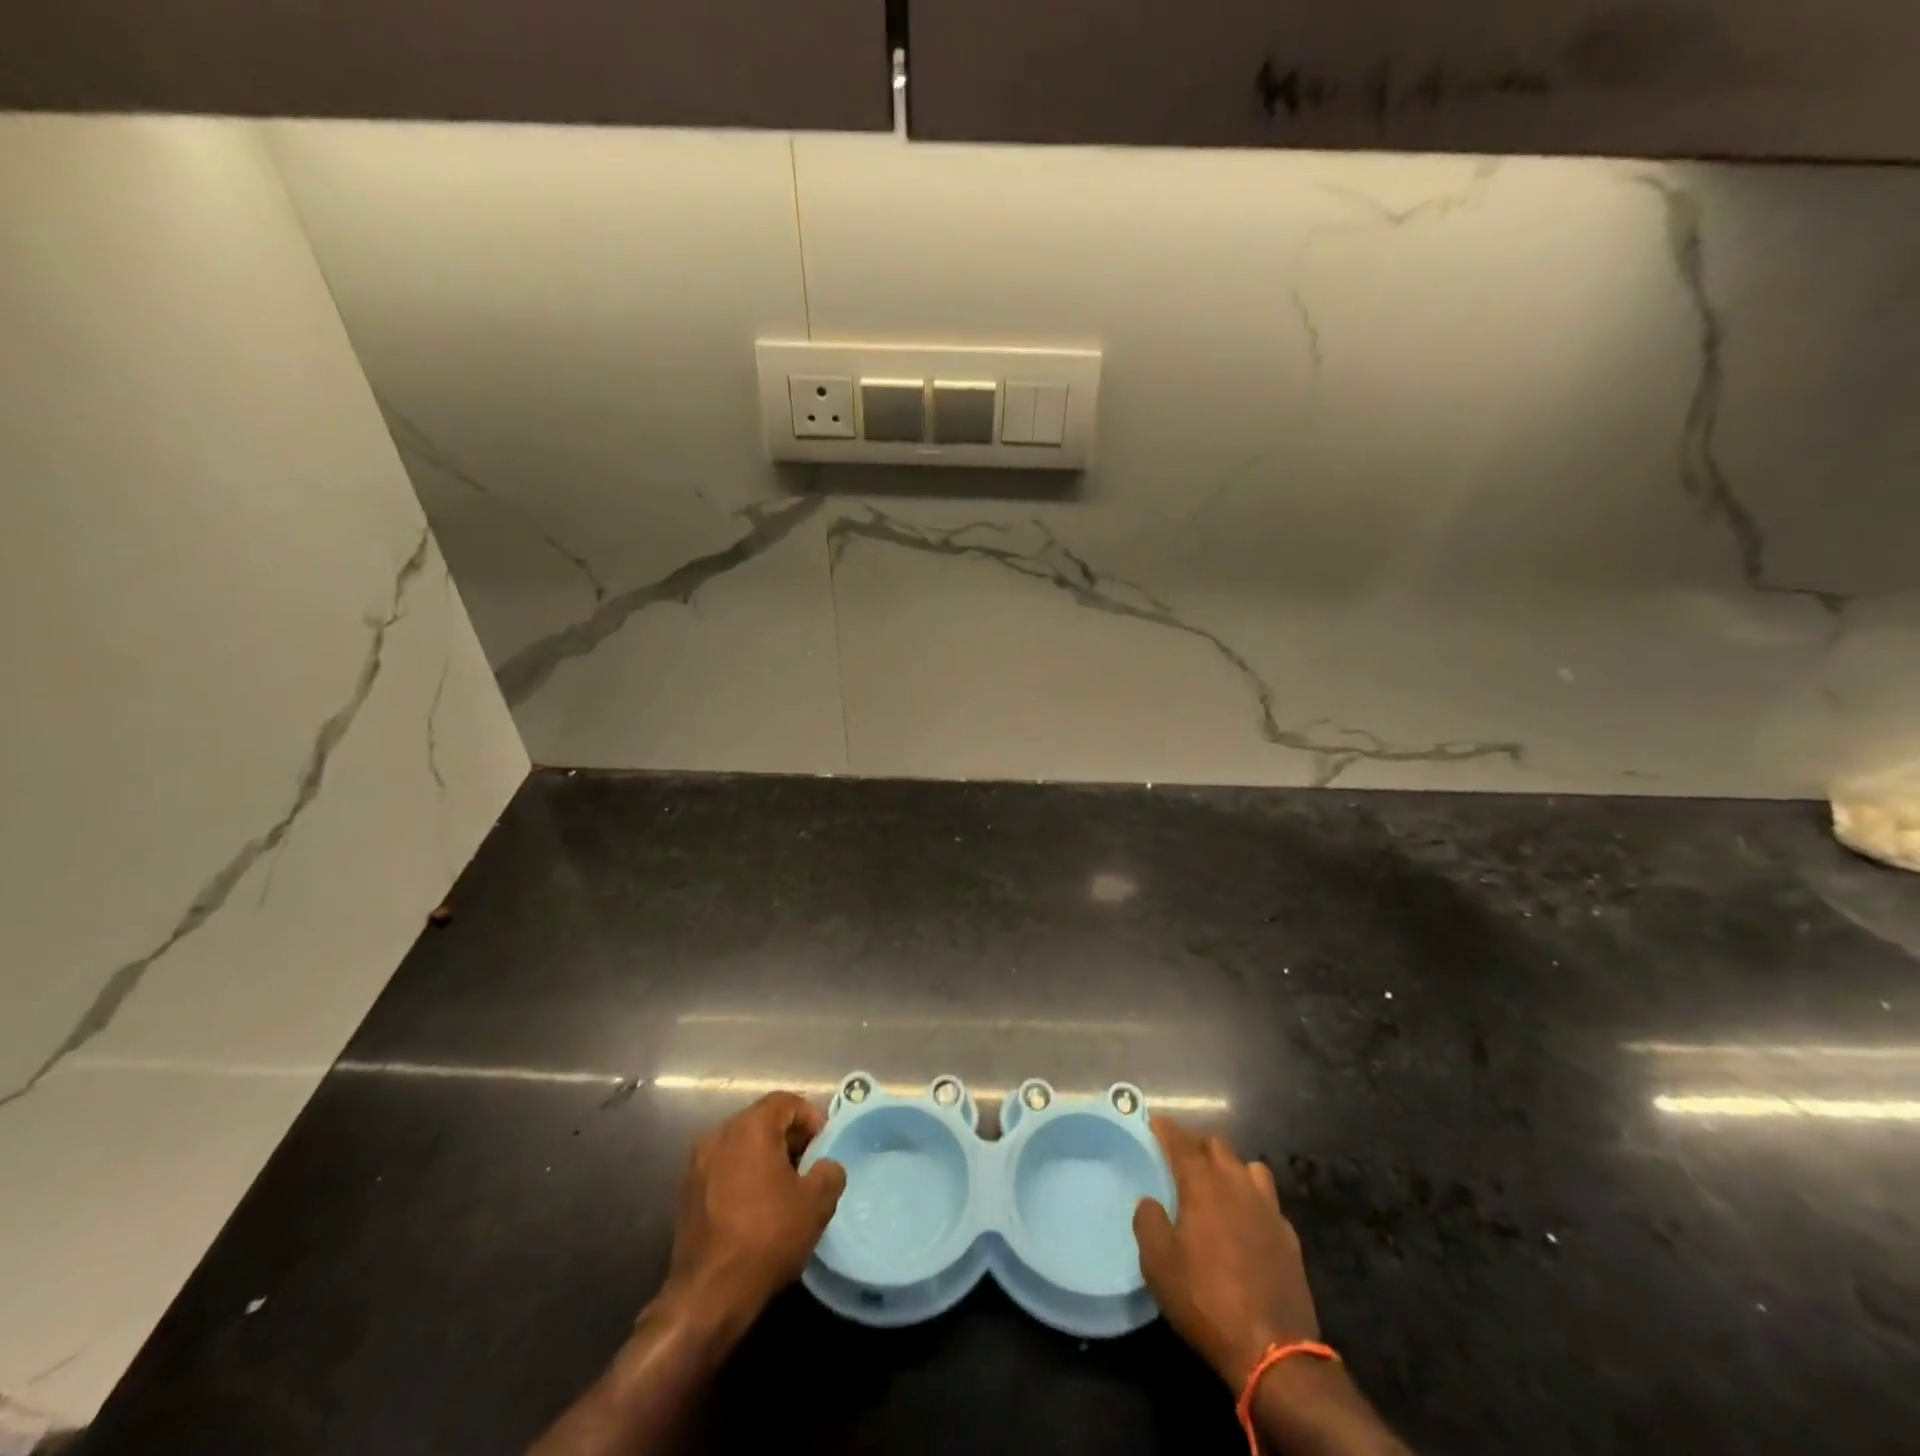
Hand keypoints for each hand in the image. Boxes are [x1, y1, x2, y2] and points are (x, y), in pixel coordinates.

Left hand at [659, 1092, 846, 1329]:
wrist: (708, 1295)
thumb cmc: (767, 1236)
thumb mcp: (816, 1203)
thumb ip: (829, 1172)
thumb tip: (825, 1166)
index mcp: (750, 1127)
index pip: (785, 1101)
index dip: (810, 1116)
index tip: (824, 1144)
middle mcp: (719, 1135)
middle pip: (761, 1120)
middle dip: (789, 1136)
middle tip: (810, 1164)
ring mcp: (698, 1164)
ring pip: (741, 1145)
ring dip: (766, 1156)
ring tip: (786, 1187)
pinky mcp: (687, 1193)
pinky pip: (725, 1168)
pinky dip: (744, 1175)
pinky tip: (758, 1206)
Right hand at [1133, 1116, 1319, 1386]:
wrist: (1273, 1350)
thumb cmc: (1205, 1300)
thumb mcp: (1158, 1264)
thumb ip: (1148, 1222)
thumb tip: (1150, 1202)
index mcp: (1203, 1183)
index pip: (1181, 1141)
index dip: (1165, 1128)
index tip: (1153, 1121)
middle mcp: (1236, 1183)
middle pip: (1216, 1145)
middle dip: (1195, 1143)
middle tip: (1179, 1156)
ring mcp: (1267, 1207)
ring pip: (1246, 1166)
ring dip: (1228, 1166)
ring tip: (1215, 1183)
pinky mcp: (1288, 1234)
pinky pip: (1266, 1199)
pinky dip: (1250, 1198)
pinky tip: (1244, 1219)